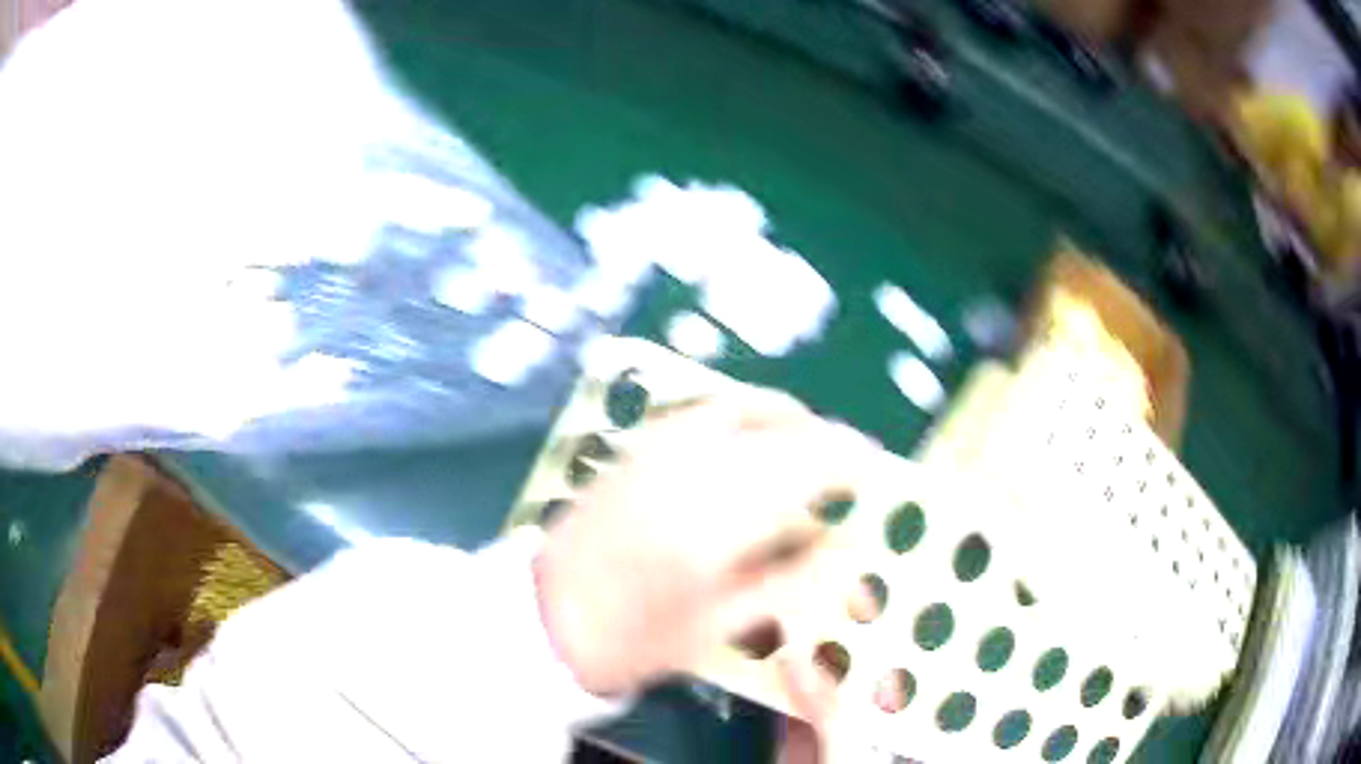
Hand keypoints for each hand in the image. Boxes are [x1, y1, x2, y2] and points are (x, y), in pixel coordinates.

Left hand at [534, 386, 880, 707]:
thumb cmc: (635, 636)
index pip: (807, 464)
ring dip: (785, 417)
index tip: (872, 466)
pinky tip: (748, 434)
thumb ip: (790, 579)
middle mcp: (692, 465)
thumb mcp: (720, 625)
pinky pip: (701, 409)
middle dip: (824, 438)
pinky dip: (738, 411)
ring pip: (742, 406)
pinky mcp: (635, 446)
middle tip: (846, 459)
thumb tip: (844, 544)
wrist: (543, 616)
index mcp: (719, 517)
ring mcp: (657, 448)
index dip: (848, 458)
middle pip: (781, 427)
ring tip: (806, 441)